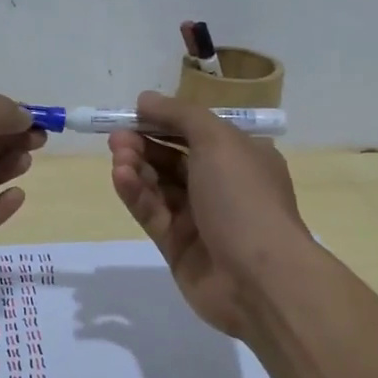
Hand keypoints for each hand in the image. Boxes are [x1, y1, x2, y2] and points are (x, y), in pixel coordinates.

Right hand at [107, 91, 311, 337]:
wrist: (259, 278)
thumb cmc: (243, 197)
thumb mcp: (218, 140)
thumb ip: (179, 115)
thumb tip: (146, 99)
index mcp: (241, 157)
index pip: (197, 131)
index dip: (165, 120)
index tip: (134, 114)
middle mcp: (222, 185)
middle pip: (174, 157)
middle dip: (145, 143)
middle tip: (117, 137)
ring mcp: (200, 218)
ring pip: (159, 185)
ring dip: (137, 167)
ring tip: (118, 156)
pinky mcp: (178, 246)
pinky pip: (152, 213)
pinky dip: (136, 194)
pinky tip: (121, 177)